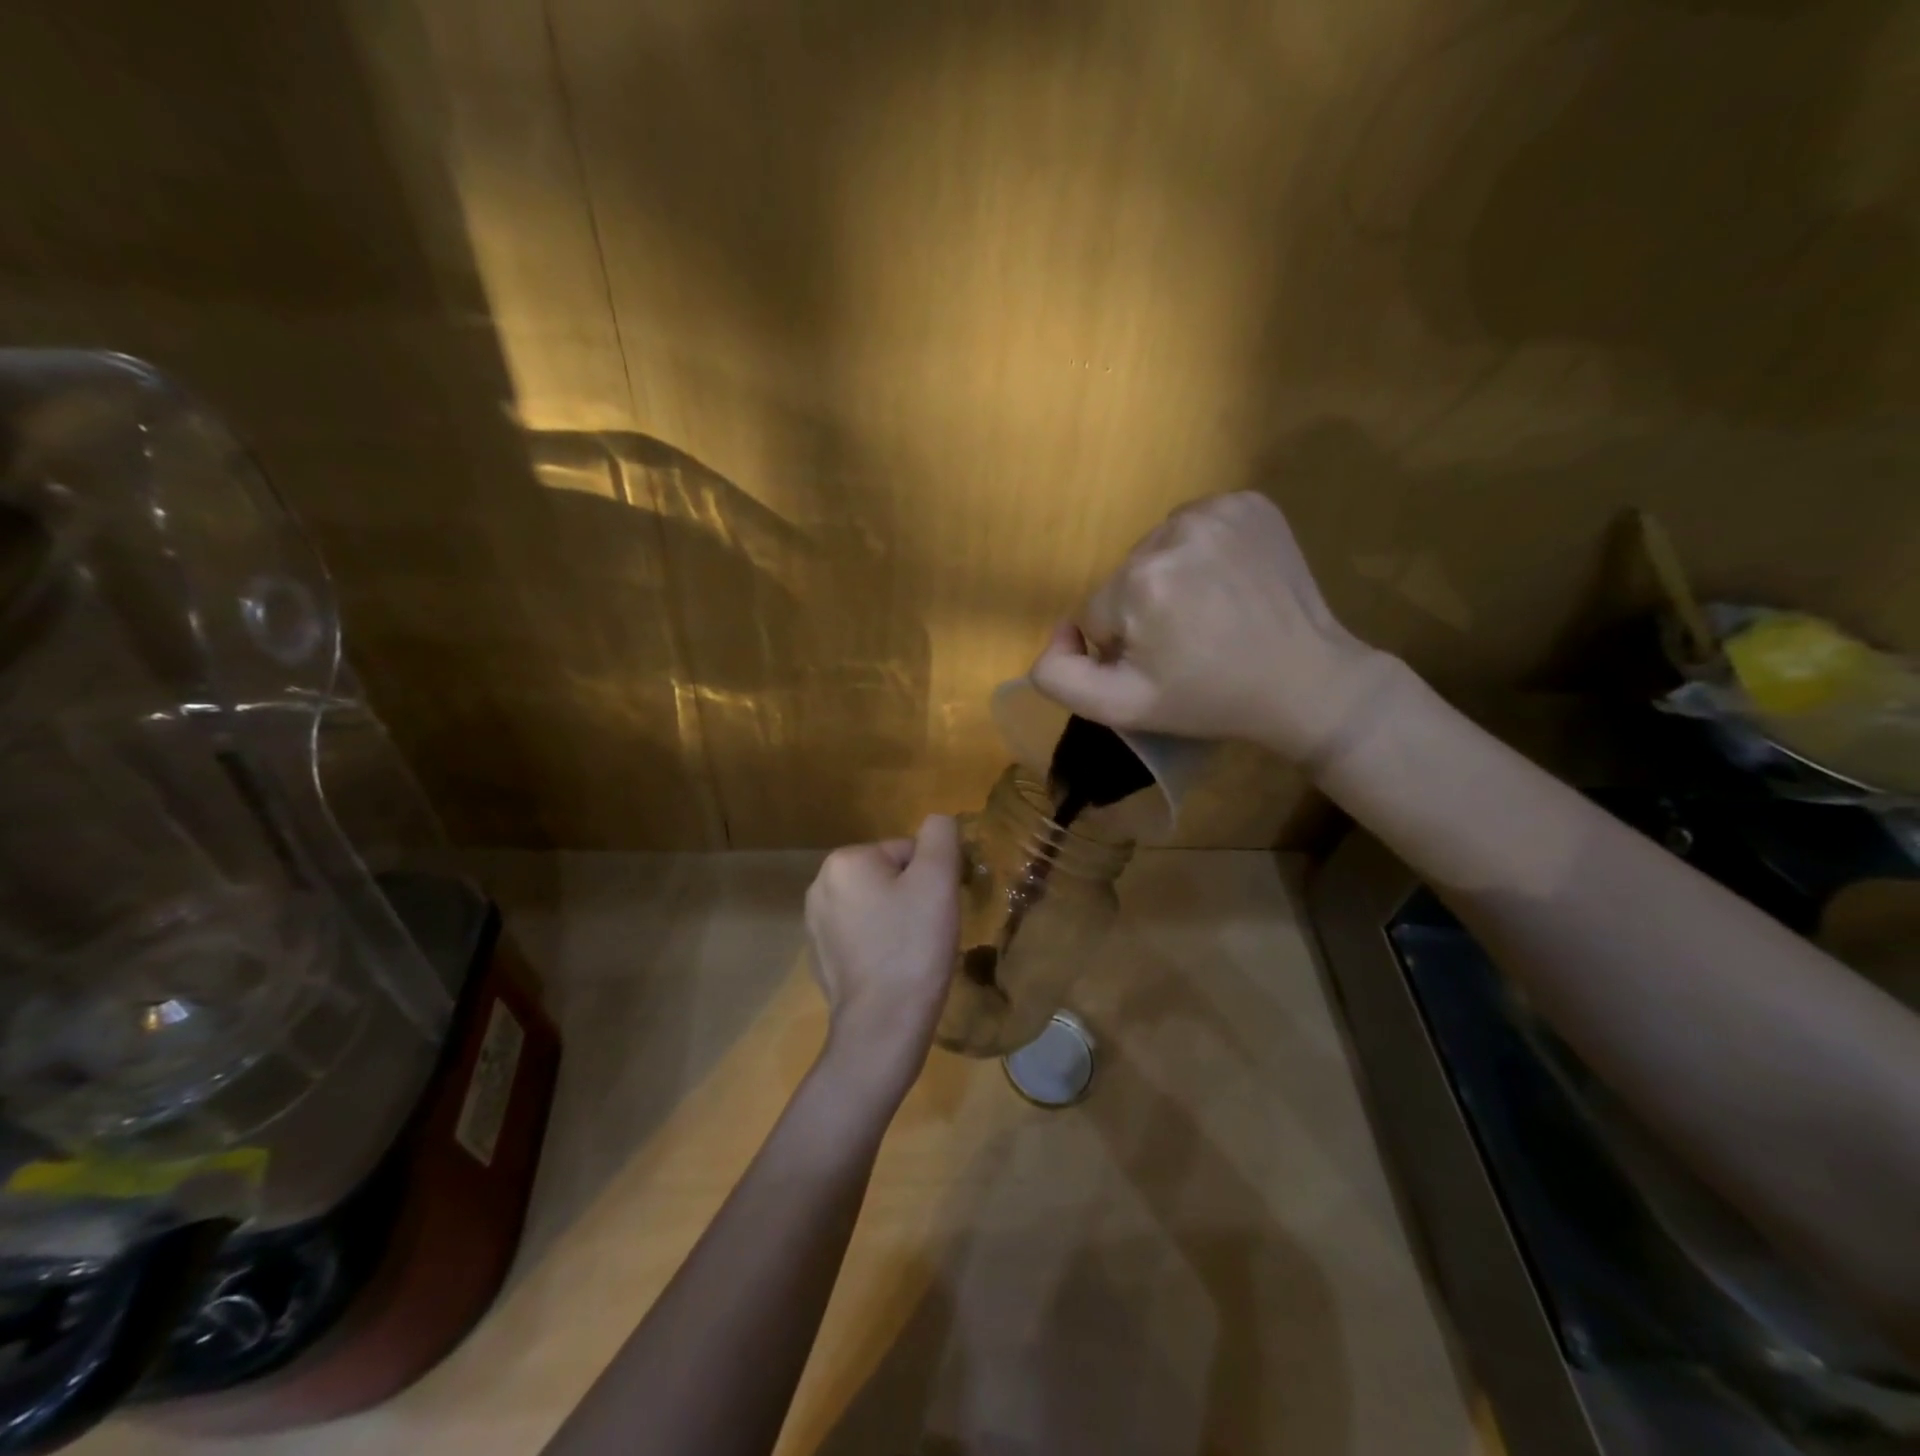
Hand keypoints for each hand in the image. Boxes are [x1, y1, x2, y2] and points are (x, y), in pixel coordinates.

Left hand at [804, 815, 961, 1104]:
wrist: (883, 1025)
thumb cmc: (913, 946)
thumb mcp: (938, 879)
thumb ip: (940, 836)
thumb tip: (938, 821)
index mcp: (845, 861)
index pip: (906, 852)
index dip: (931, 878)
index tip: (936, 911)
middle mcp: (820, 885)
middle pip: (889, 876)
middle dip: (912, 898)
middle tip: (928, 931)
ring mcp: (815, 924)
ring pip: (876, 906)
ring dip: (897, 921)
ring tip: (912, 953)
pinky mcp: (819, 957)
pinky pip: (862, 936)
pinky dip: (880, 945)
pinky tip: (892, 970)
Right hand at [1030, 492, 1393, 763]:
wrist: (1306, 681)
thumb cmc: (1210, 700)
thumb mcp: (1121, 708)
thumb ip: (1058, 676)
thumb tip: (1061, 630)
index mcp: (1139, 582)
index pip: (1096, 613)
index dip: (1124, 645)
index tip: (1164, 663)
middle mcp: (1173, 530)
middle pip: (1125, 577)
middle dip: (1145, 610)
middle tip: (1190, 641)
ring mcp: (1217, 510)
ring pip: (1157, 549)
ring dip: (1171, 578)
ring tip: (1211, 612)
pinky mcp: (1249, 502)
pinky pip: (1196, 526)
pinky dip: (1202, 553)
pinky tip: (1228, 583)